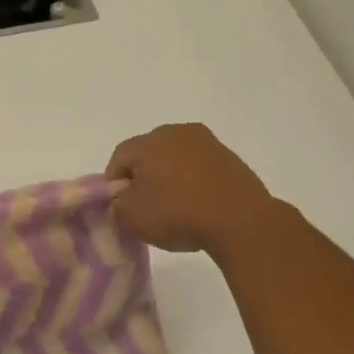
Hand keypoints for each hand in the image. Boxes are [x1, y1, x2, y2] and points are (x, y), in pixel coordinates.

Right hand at [106, 124, 277, 257]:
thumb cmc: (177, 214)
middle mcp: (177, 132)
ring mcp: (208, 142)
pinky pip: (200, 167)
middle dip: (143, 176)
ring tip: (174, 207)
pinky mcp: (230, 158)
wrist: (240, 221)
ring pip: (176, 159)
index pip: (119, 157)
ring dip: (170, 178)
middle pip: (148, 153)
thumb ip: (117, 204)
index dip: (114, 182)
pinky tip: (197, 205)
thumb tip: (124, 198)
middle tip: (144, 205)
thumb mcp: (131, 217)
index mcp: (149, 141)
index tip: (119, 206)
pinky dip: (193, 182)